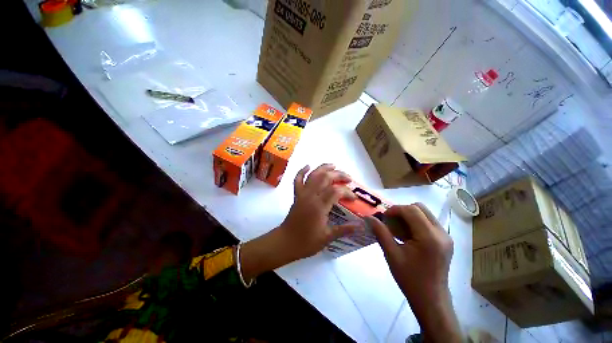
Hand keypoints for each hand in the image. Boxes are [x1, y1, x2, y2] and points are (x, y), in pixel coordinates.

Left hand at [277, 164, 360, 259]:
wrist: (285, 242)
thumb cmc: (306, 242)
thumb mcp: (327, 238)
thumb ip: (344, 229)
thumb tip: (361, 225)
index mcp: (319, 207)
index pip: (336, 191)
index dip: (347, 192)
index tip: (354, 198)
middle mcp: (310, 196)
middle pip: (325, 178)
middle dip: (338, 175)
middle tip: (348, 178)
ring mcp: (302, 194)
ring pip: (313, 175)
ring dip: (323, 168)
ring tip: (333, 165)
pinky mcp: (296, 195)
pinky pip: (298, 180)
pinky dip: (302, 171)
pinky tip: (308, 166)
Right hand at [367, 204, 460, 342]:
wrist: (431, 300)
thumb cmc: (410, 279)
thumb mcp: (391, 254)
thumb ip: (380, 232)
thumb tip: (368, 217)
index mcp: (429, 237)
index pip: (411, 210)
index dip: (395, 209)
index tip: (383, 218)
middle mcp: (441, 233)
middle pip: (419, 208)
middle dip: (402, 211)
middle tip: (390, 222)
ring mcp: (445, 236)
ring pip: (424, 213)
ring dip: (408, 217)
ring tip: (396, 229)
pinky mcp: (445, 240)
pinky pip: (428, 222)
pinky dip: (414, 223)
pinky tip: (406, 235)